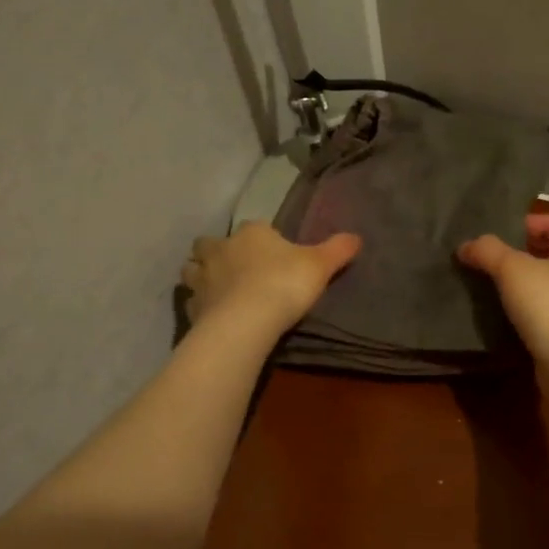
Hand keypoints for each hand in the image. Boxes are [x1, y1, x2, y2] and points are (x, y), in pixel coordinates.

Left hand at [181, 221, 360, 338]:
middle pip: (209, 244)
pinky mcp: (193, 308)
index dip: (262, 239)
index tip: (273, 253)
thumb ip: (337, 250)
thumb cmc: (284, 284)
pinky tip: (211, 315)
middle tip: (234, 267)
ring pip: (191, 269)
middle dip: (217, 252)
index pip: (254, 227)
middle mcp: (221, 249)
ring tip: (216, 288)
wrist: (246, 322)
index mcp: (252, 233)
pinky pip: (192, 302)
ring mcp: (202, 279)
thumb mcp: (320, 265)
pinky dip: (200, 305)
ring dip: (200, 275)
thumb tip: (356, 237)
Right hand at [457, 213, 548, 364]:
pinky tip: (499, 314)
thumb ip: (487, 251)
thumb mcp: (512, 269)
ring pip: (544, 284)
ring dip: (518, 282)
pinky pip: (541, 311)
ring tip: (487, 284)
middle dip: (520, 252)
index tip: (502, 229)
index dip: (531, 220)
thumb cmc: (548, 304)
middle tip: (487, 256)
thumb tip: (466, 246)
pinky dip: (522, 309)